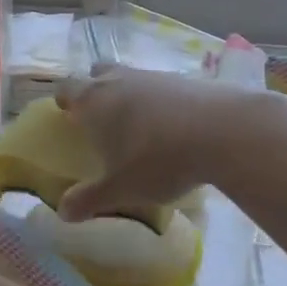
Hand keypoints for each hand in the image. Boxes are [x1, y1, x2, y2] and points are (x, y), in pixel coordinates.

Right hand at [52, 66, 261, 222]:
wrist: (223, 130)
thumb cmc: (159, 159)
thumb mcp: (122, 188)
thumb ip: (90, 199)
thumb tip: (62, 212)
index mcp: (95, 101)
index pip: (67, 88)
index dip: (64, 99)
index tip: (67, 114)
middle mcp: (119, 80)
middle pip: (97, 73)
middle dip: (95, 90)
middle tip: (100, 117)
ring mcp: (153, 76)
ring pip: (130, 77)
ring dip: (128, 94)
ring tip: (138, 126)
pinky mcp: (184, 79)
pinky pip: (160, 86)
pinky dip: (159, 101)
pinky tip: (172, 126)